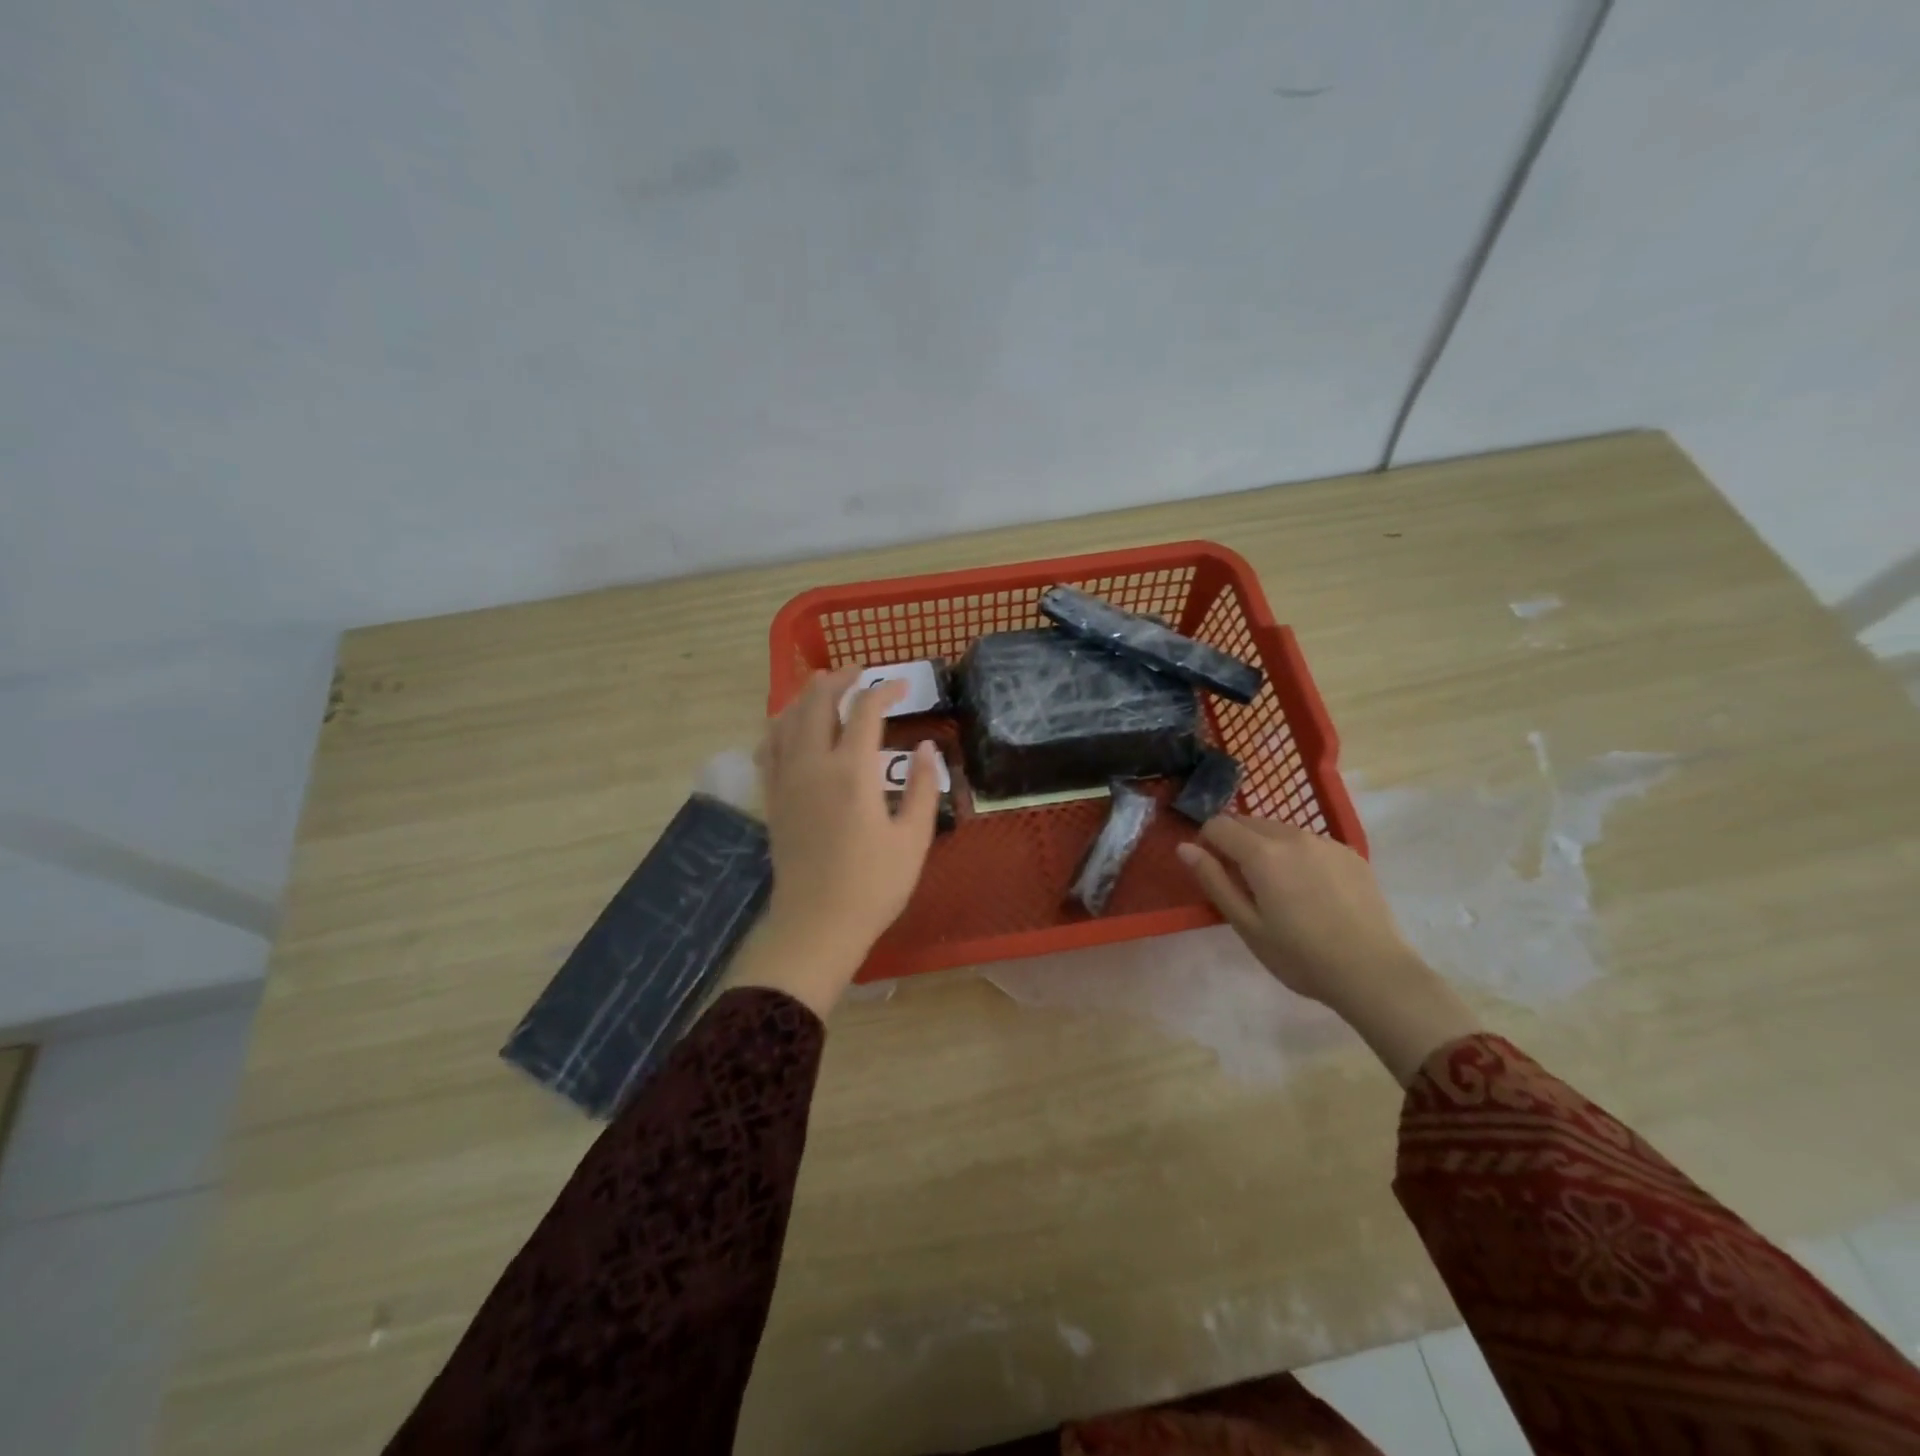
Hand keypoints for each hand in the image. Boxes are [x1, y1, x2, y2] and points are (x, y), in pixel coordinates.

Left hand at [731, 665, 941, 1017]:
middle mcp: (813, 765)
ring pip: (787, 719)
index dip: (884, 691)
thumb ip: (921, 786)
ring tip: (824, 686)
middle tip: (859, 673)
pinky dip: (780, 725)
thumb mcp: (913, 839)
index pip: (865, 712)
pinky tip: (789, 726)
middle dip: (839, 680)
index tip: (902, 688)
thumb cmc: (873, 886)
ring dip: (806, 696)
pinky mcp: (773, 798)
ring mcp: (786, 780)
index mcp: (852, 773)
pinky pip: (768, 747)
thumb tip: (926, 747)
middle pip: (817, 703)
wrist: (817, 925)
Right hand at [1177, 816, 1479, 1084]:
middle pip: (1249, 821)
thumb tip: (1184, 847)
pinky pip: (1309, 842)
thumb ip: (1214, 881)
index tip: (1212, 870)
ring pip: (1280, 829)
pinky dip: (1297, 854)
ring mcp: (1325, 842)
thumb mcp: (1247, 925)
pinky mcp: (1350, 853)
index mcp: (1262, 853)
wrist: (1375, 972)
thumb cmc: (1301, 956)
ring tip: (1278, 888)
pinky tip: (1310, 891)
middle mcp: (1292, 835)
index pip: (1218, 824)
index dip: (1206, 842)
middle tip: (1242, 882)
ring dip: (1266, 846)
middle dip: (1235, 841)